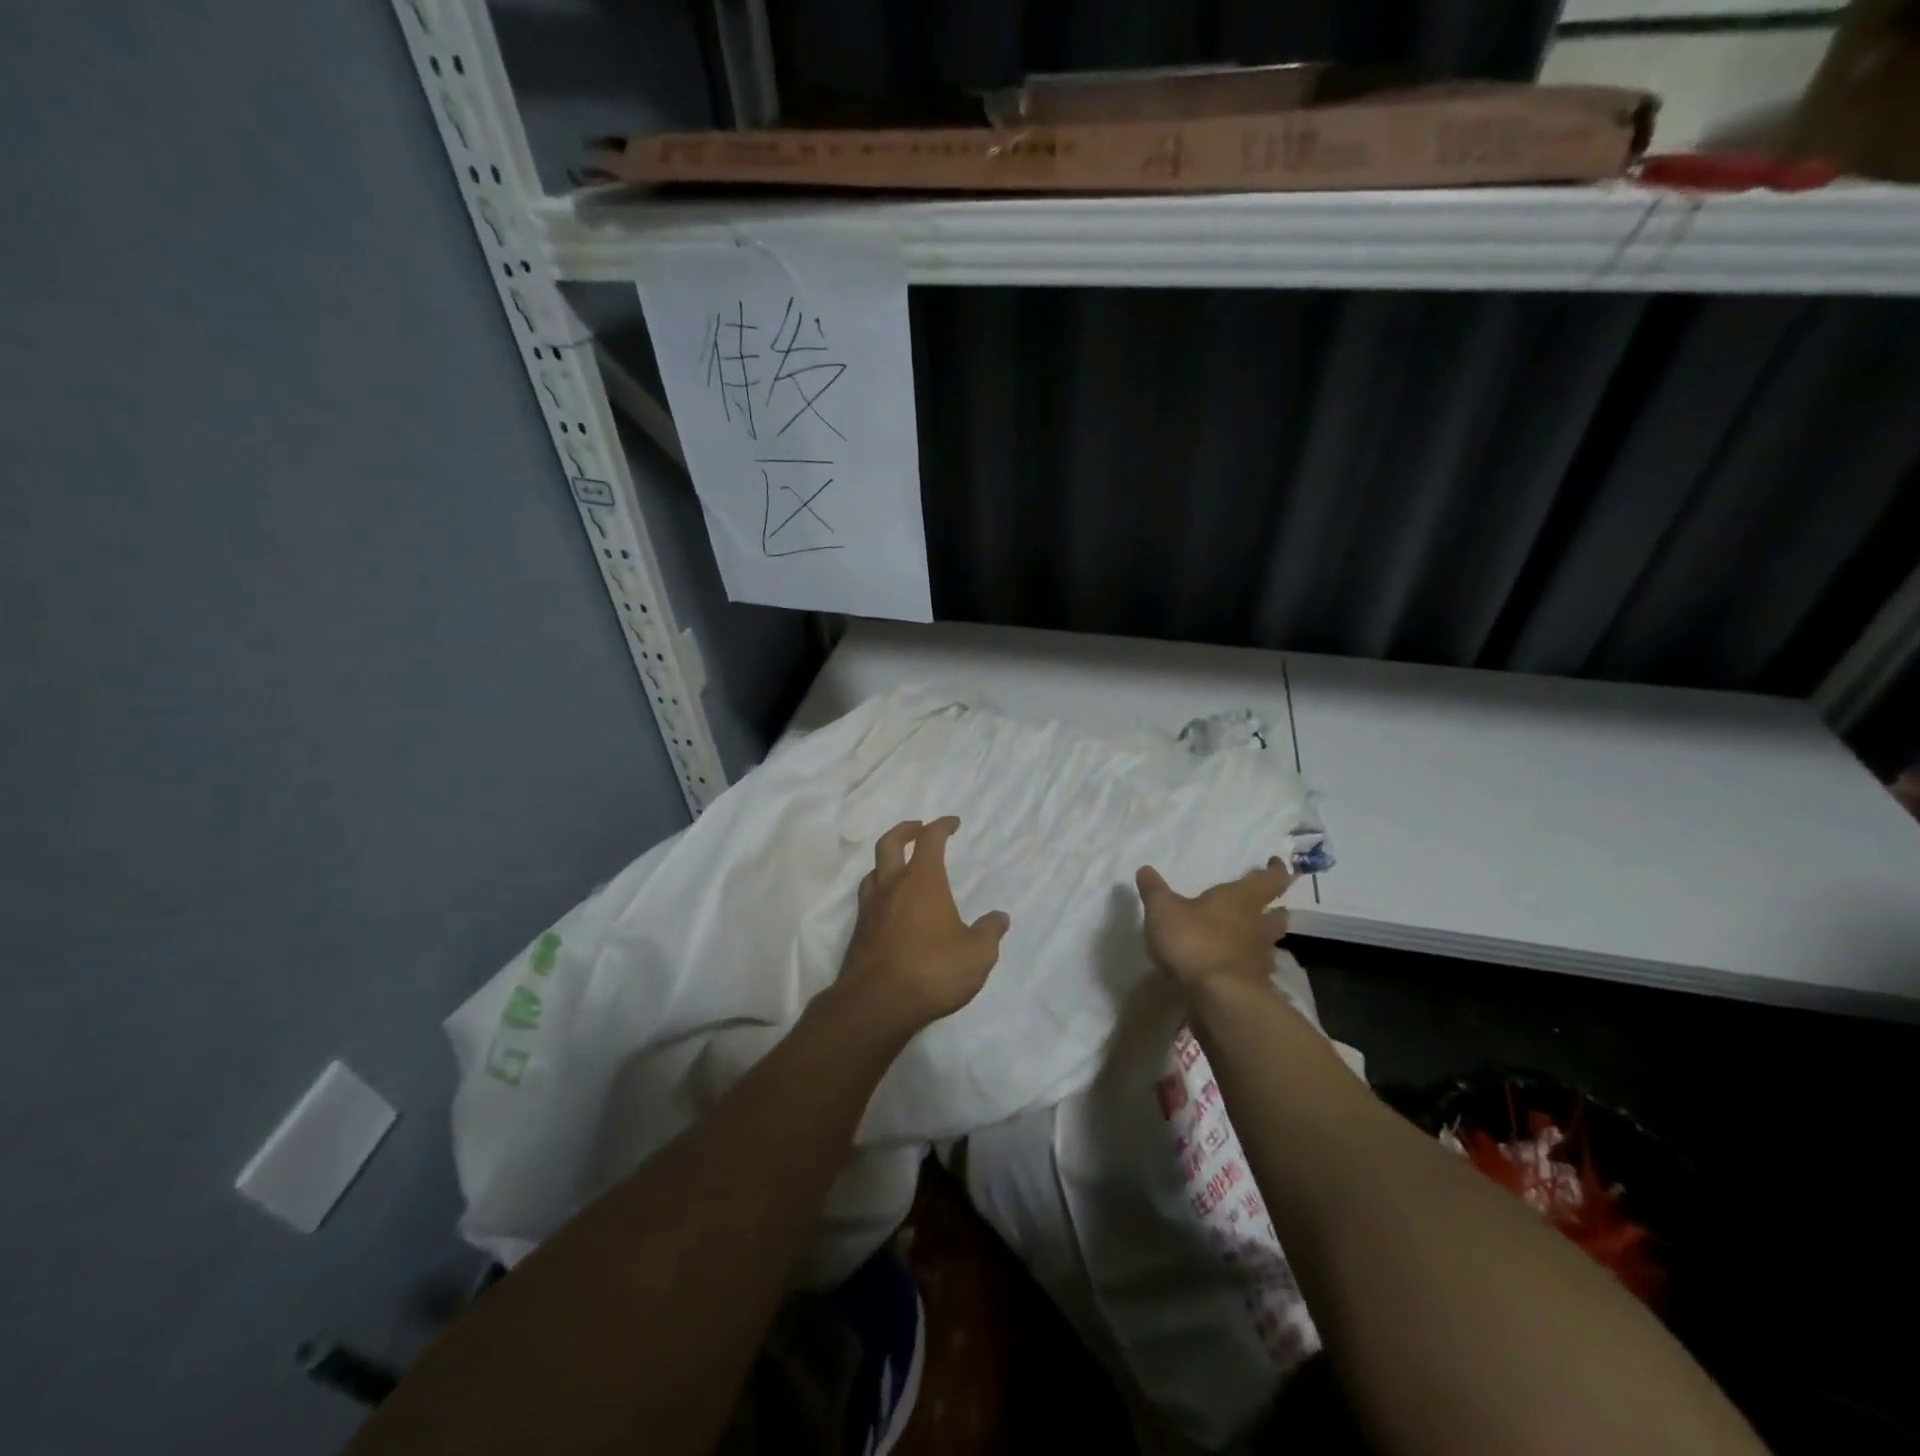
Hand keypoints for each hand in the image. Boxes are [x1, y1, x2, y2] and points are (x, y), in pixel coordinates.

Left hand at [835, 817, 1009, 1032]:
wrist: (877, 1004)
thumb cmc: (932, 970)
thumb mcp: (977, 954)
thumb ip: (989, 933)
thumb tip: (999, 918)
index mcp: (922, 880)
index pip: (930, 839)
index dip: (941, 826)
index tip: (952, 823)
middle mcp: (892, 886)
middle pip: (890, 843)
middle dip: (905, 830)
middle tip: (918, 828)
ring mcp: (870, 908)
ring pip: (873, 870)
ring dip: (887, 861)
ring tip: (901, 867)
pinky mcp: (859, 932)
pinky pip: (868, 899)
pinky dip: (880, 891)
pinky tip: (890, 907)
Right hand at [1135, 859, 1293, 991]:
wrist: (1219, 998)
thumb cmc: (1193, 941)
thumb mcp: (1163, 910)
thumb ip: (1154, 889)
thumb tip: (1145, 869)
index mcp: (1241, 899)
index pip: (1269, 880)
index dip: (1276, 870)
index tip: (1277, 864)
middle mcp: (1257, 926)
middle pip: (1277, 915)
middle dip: (1275, 909)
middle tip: (1267, 906)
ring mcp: (1260, 959)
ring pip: (1270, 944)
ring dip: (1262, 939)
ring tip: (1248, 939)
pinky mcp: (1255, 987)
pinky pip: (1256, 971)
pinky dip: (1249, 967)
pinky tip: (1235, 970)